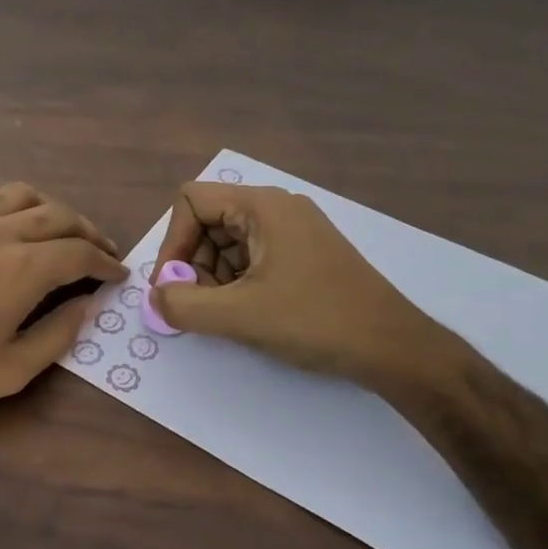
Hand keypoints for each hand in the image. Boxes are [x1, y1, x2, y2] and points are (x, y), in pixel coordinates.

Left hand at [0, 176, 127, 438]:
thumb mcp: (12, 373)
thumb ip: (58, 334)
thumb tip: (88, 304)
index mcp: (22, 270)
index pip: (79, 253)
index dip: (105, 263)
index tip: (118, 275)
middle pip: (56, 215)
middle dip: (86, 232)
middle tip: (100, 253)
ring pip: (15, 194)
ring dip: (46, 207)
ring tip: (55, 229)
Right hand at [149, 182, 464, 391]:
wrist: (393, 347)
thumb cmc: (315, 320)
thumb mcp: (239, 315)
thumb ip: (183, 304)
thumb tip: (154, 297)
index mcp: (263, 205)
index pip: (192, 201)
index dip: (173, 241)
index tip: (172, 285)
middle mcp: (278, 207)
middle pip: (209, 221)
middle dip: (193, 263)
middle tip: (198, 305)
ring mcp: (295, 230)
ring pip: (229, 242)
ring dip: (214, 276)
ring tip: (226, 313)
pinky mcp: (305, 254)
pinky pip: (253, 256)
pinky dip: (238, 282)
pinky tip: (248, 313)